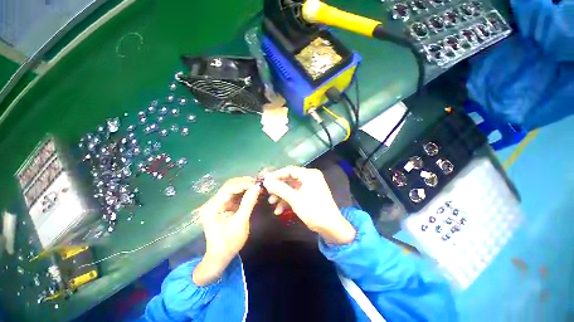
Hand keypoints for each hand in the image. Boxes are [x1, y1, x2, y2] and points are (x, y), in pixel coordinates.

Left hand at [193, 177, 260, 285]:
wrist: (220, 256)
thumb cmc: (230, 242)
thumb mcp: (241, 222)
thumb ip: (248, 203)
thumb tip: (257, 187)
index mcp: (212, 207)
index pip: (228, 189)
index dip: (244, 184)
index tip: (257, 183)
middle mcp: (212, 202)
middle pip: (229, 186)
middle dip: (244, 183)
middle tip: (259, 183)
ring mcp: (217, 203)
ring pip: (232, 188)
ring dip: (245, 186)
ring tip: (257, 186)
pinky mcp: (223, 206)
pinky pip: (234, 195)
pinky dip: (244, 192)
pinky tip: (252, 192)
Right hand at [263, 166, 355, 244]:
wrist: (332, 228)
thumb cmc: (314, 211)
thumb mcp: (295, 200)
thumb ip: (280, 189)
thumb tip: (266, 181)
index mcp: (309, 175)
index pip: (289, 170)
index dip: (276, 175)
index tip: (264, 180)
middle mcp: (310, 177)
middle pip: (290, 178)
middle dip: (278, 187)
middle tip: (267, 192)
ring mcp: (310, 186)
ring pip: (291, 187)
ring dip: (281, 195)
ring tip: (271, 203)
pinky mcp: (309, 194)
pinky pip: (295, 194)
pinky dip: (287, 200)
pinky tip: (279, 210)